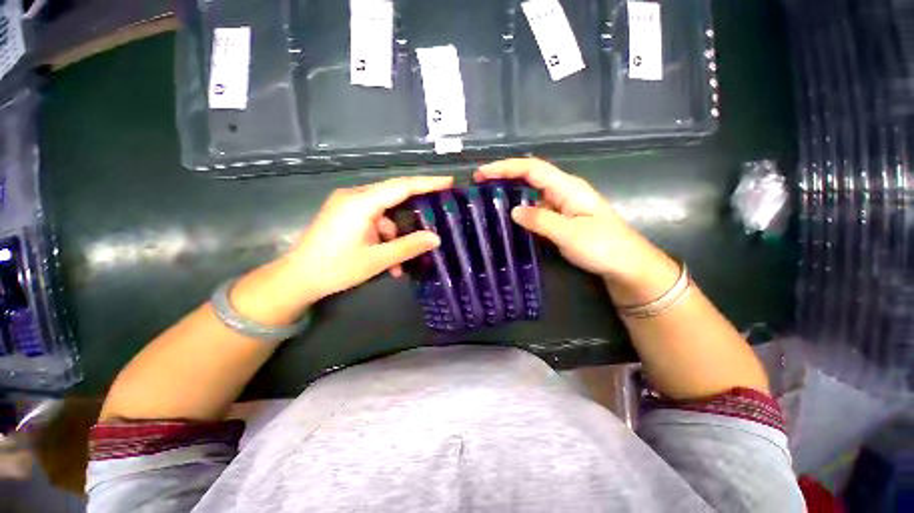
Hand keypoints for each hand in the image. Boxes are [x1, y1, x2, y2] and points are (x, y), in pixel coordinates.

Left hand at [287, 175, 454, 300]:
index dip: (427, 183)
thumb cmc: (336, 268)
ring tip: (398, 263)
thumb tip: (436, 239)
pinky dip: (383, 237)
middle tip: (435, 214)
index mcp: (361, 202)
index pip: (402, 186)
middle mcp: (354, 196)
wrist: (297, 278)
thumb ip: (409, 246)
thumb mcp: (378, 259)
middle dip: (414, 211)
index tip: (448, 181)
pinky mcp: (345, 214)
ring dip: (395, 235)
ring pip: (384, 213)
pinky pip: (373, 220)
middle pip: (394, 196)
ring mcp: (347, 204)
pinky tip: (385, 259)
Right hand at [474, 158, 677, 302]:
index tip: (482, 173)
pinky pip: (535, 208)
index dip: (506, 167)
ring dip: (510, 192)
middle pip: (530, 175)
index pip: (532, 169)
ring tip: (487, 198)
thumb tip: (513, 211)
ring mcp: (562, 205)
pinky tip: (508, 216)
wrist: (626, 265)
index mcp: (567, 188)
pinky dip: (519, 208)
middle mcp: (563, 191)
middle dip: (504, 176)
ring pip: (531, 192)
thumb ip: (541, 220)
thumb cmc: (603, 247)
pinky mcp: (560, 218)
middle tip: (479, 184)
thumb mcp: (570, 234)